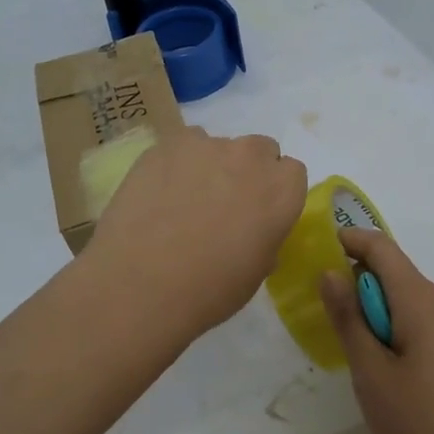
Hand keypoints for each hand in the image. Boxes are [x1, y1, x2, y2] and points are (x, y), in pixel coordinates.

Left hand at [87, 127, 307, 340]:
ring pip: (218, 145)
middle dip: (247, 170)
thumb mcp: (256, 272)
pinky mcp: (167, 143)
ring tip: (183, 200)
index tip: (258, 212)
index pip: (292, 172)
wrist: (141, 283)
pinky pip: (182, 145)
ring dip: (210, 165)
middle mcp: (251, 157)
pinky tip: (158, 192)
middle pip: (259, 150)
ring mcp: (207, 144)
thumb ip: (265, 237)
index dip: (275, 191)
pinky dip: (177, 162)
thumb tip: (252, 229)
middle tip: (224, 203)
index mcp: (282, 190)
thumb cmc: (209, 290)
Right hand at [320, 229, 433, 433]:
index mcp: (423, 301)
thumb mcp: (371, 374)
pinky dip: (402, 329)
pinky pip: (428, 322)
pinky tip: (394, 374)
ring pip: (411, 301)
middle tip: (332, 322)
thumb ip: (349, 318)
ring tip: (361, 357)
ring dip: (381, 313)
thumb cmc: (421, 428)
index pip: (382, 248)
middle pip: (397, 274)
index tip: (320, 253)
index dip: (350, 241)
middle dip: (361, 287)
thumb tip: (331, 272)